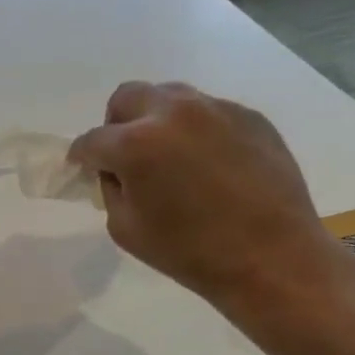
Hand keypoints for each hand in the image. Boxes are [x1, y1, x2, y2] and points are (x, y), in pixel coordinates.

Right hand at [69, 81, 344, 313]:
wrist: (271, 258)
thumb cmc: (190, 253)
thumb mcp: (126, 230)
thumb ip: (111, 190)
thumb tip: (114, 171)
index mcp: (136, 144)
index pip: (93, 140)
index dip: (82, 157)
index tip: (84, 168)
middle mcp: (174, 113)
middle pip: (127, 97)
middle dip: (117, 124)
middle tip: (126, 156)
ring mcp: (216, 109)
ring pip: (170, 97)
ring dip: (157, 120)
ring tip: (170, 157)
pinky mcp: (250, 116)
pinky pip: (209, 112)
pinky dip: (196, 131)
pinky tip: (209, 166)